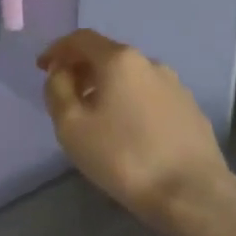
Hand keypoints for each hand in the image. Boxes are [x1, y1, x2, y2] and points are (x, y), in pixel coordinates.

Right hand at [38, 30, 234, 235]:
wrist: (194, 195)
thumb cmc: (124, 157)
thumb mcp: (71, 125)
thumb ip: (57, 91)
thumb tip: (61, 74)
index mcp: (119, 60)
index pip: (81, 39)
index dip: (57, 50)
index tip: (42, 68)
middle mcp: (149, 63)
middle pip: (107, 55)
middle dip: (81, 68)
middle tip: (65, 93)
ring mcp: (175, 86)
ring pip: (130, 76)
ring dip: (106, 86)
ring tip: (95, 114)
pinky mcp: (190, 110)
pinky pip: (149, 95)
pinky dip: (130, 102)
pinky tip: (127, 130)